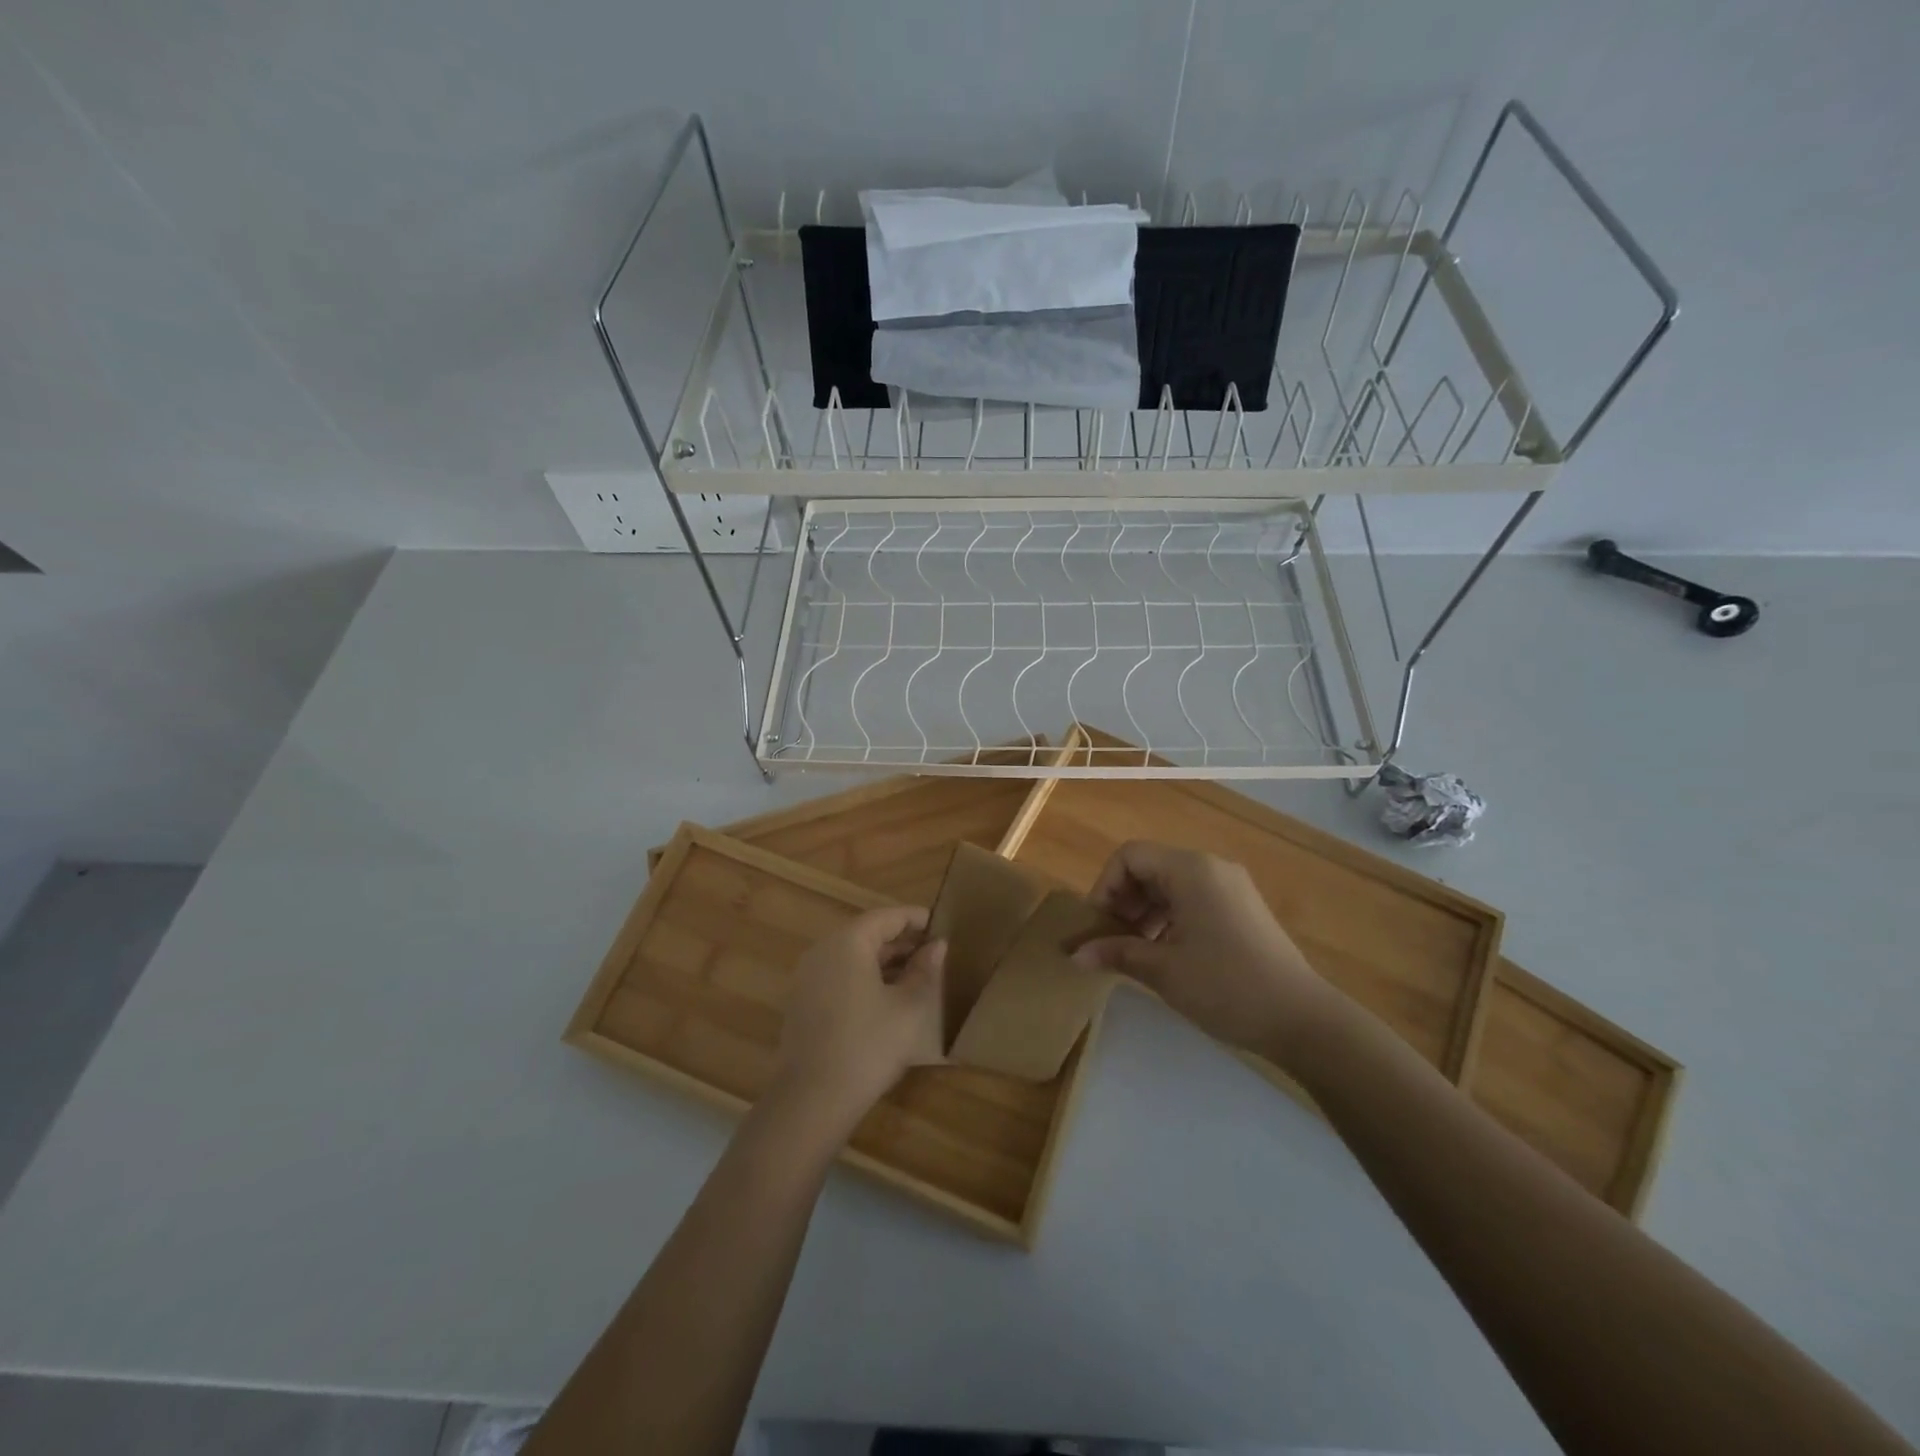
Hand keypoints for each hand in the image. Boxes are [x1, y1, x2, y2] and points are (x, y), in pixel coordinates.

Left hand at [771, 906, 944, 1135]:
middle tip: (934, 953)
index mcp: (848, 942)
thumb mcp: (909, 1008)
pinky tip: (888, 999)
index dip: (916, 919)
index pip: (887, 917)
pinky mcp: (802, 1003)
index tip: (942, 926)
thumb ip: (925, 971)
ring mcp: (808, 977)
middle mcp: (823, 951)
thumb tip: (937, 946)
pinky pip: (839, 976)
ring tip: (917, 976)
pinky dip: (865, 978)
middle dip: (902, 942)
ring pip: (853, 957)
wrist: (812, 1099)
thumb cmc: (868, 1045)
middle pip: (867, 934)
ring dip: (885, 962)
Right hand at [1073, 841, 1336, 1062]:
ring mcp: (1230, 887)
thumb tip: (1075, 954)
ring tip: (1135, 953)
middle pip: (1149, 868)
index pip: (1129, 856)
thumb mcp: (1163, 970)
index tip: (1098, 926)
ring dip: (1144, 913)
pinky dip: (1169, 920)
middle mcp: (1211, 868)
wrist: (1302, 1020)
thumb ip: (1116, 953)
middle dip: (1123, 901)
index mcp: (1190, 870)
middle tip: (1111, 942)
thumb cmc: (1226, 986)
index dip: (1104, 886)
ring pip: (1170, 886)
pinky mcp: (1241, 909)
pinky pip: (1192, 900)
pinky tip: (1165, 955)